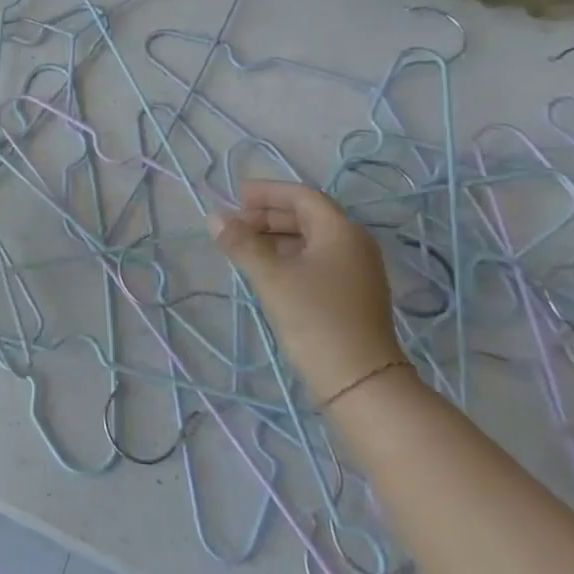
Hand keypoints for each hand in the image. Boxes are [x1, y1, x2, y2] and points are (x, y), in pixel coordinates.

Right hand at [208, 180, 403, 403]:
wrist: (358, 381)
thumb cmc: (314, 319)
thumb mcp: (271, 277)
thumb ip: (242, 244)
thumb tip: (214, 218)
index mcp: (341, 231)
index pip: (302, 196)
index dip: (268, 193)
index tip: (235, 196)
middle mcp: (354, 244)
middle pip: (307, 216)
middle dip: (268, 216)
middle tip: (233, 224)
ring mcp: (355, 271)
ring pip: (310, 240)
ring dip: (275, 237)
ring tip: (242, 246)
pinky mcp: (351, 294)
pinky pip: (315, 261)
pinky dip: (287, 256)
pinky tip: (265, 269)